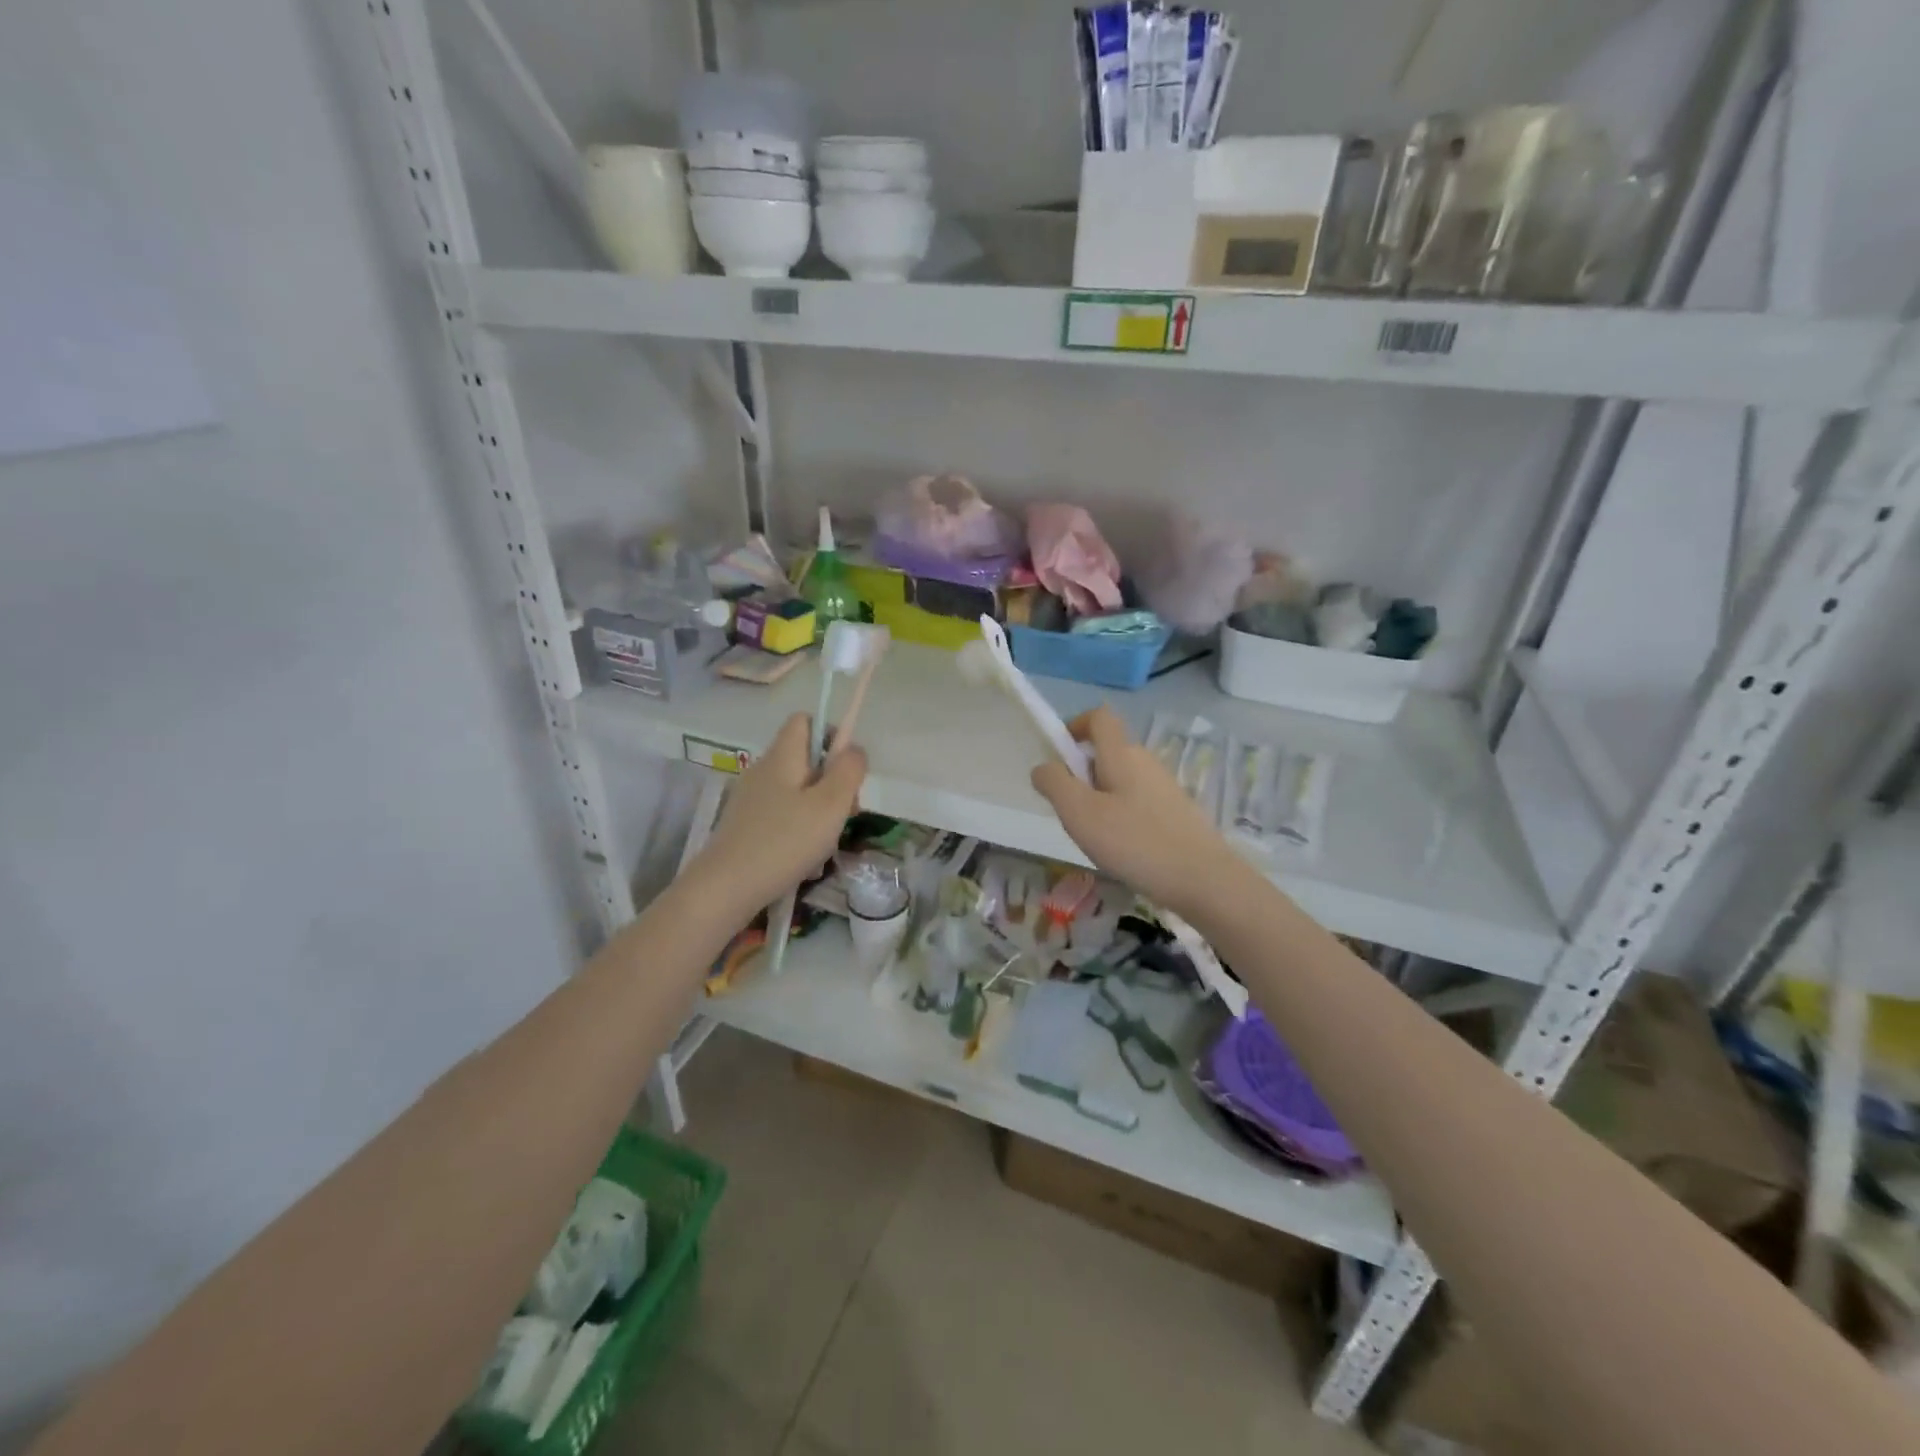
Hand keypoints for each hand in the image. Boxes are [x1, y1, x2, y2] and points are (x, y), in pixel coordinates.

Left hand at [688, 714, 866, 913]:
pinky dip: (800, 828)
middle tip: (846, 812)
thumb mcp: (831, 804)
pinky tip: (805, 858)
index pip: (805, 720)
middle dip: (832, 781)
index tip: (846, 768)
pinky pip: (782, 814)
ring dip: (819, 810)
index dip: (831, 734)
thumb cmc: (785, 841)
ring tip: (826, 842)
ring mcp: (751, 798)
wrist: (726, 887)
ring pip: (797, 789)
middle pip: (805, 758)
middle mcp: (763, 769)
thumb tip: (854, 749)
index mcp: (783, 756)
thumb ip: (849, 770)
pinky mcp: (745, 824)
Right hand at [1029, 706, 1247, 918]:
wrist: (1203, 880)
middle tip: (1072, 812)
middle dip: (1081, 774)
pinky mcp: (1176, 811)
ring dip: (1100, 799)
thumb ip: (1054, 783)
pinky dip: (1121, 815)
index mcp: (1122, 753)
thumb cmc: (1134, 842)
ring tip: (1097, 837)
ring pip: (1120, 779)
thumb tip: (1043, 767)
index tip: (1059, 758)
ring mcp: (1164, 786)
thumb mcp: (1079, 813)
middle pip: (1107, 751)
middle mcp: (1145, 761)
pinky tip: (1124, 850)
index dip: (1075, 726)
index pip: (1099, 716)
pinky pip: (1137, 801)